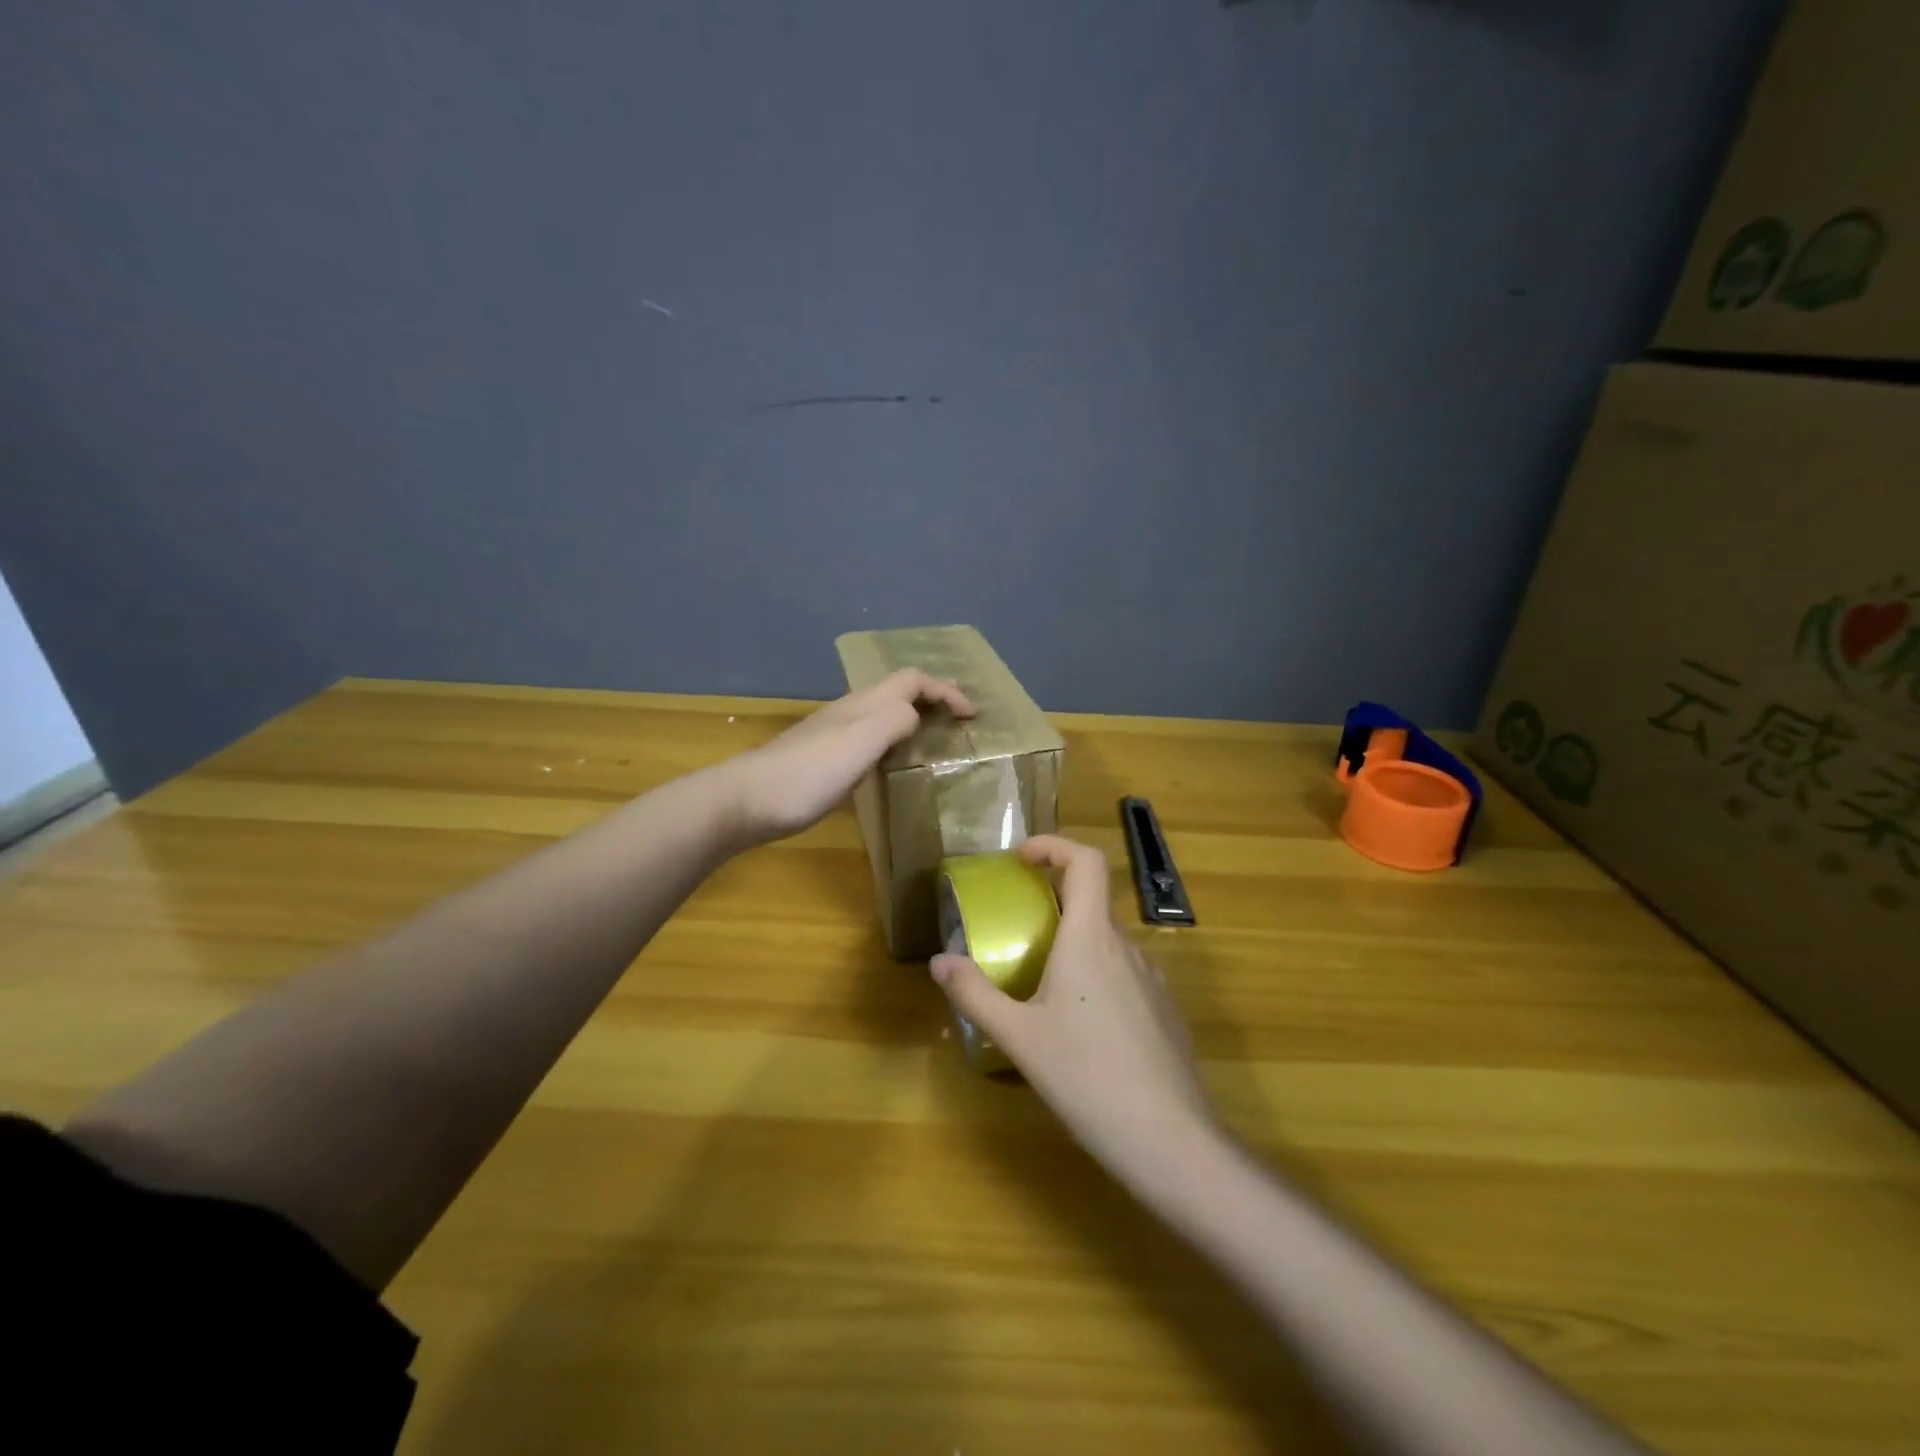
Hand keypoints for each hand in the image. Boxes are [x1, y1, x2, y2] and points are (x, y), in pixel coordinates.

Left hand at [723, 669, 974, 842]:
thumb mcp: (861, 743)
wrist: (749, 800)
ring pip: (884, 711)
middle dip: (933, 695)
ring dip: (915, 715)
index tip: (972, 715)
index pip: (912, 680)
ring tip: (936, 733)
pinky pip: (872, 735)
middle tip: (960, 713)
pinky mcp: (826, 758)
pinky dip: (896, 738)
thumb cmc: (809, 773)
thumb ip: (894, 721)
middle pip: (898, 690)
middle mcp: (850, 711)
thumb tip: (915, 717)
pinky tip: (894, 759)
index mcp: (863, 704)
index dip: (945, 691)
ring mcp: (835, 734)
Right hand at [930, 835, 1217, 1185]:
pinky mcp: (1165, 1010)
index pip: (1085, 861)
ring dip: (1074, 943)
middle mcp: (1126, 946)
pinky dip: (1097, 975)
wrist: (1170, 1140)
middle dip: (1053, 901)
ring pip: (1108, 941)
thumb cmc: (1087, 1077)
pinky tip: (1081, 1027)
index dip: (1054, 846)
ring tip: (1043, 984)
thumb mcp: (1019, 1037)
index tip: (1021, 860)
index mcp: (1090, 938)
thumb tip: (939, 960)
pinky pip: (1125, 973)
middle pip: (1093, 900)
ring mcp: (1152, 978)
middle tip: (1018, 928)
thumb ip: (975, 994)